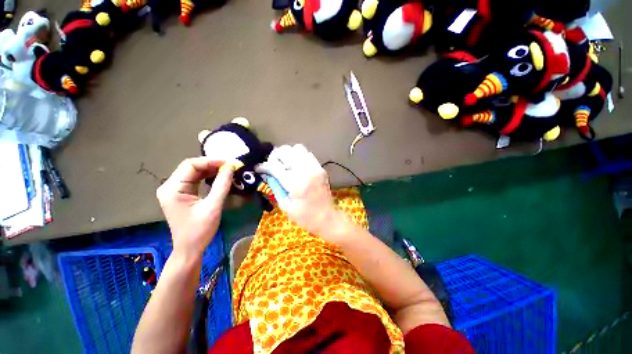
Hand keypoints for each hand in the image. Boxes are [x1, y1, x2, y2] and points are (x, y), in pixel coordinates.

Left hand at [157, 157, 234, 258]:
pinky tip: (219, 177)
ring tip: (228, 170)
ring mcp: (174, 190)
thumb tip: (231, 167)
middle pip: (192, 167)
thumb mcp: (213, 207)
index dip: (211, 161)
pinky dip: (208, 177)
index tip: (230, 163)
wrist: (190, 249)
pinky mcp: (181, 194)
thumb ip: (222, 185)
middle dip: (212, 165)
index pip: (191, 165)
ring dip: (211, 170)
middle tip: (231, 166)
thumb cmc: (200, 230)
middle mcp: (170, 186)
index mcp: (172, 189)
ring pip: (194, 172)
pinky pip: (195, 180)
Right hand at [255, 145, 348, 241]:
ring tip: (285, 164)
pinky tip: (296, 166)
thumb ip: (276, 188)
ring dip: (288, 154)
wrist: (327, 218)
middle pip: (287, 151)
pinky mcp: (321, 168)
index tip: (259, 168)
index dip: (264, 166)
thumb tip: (268, 175)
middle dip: (276, 156)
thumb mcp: (286, 206)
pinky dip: (299, 156)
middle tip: (273, 165)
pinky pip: (308, 154)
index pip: (275, 167)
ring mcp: (315, 168)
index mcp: (295, 184)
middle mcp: (306, 171)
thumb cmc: (305, 217)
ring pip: (298, 148)